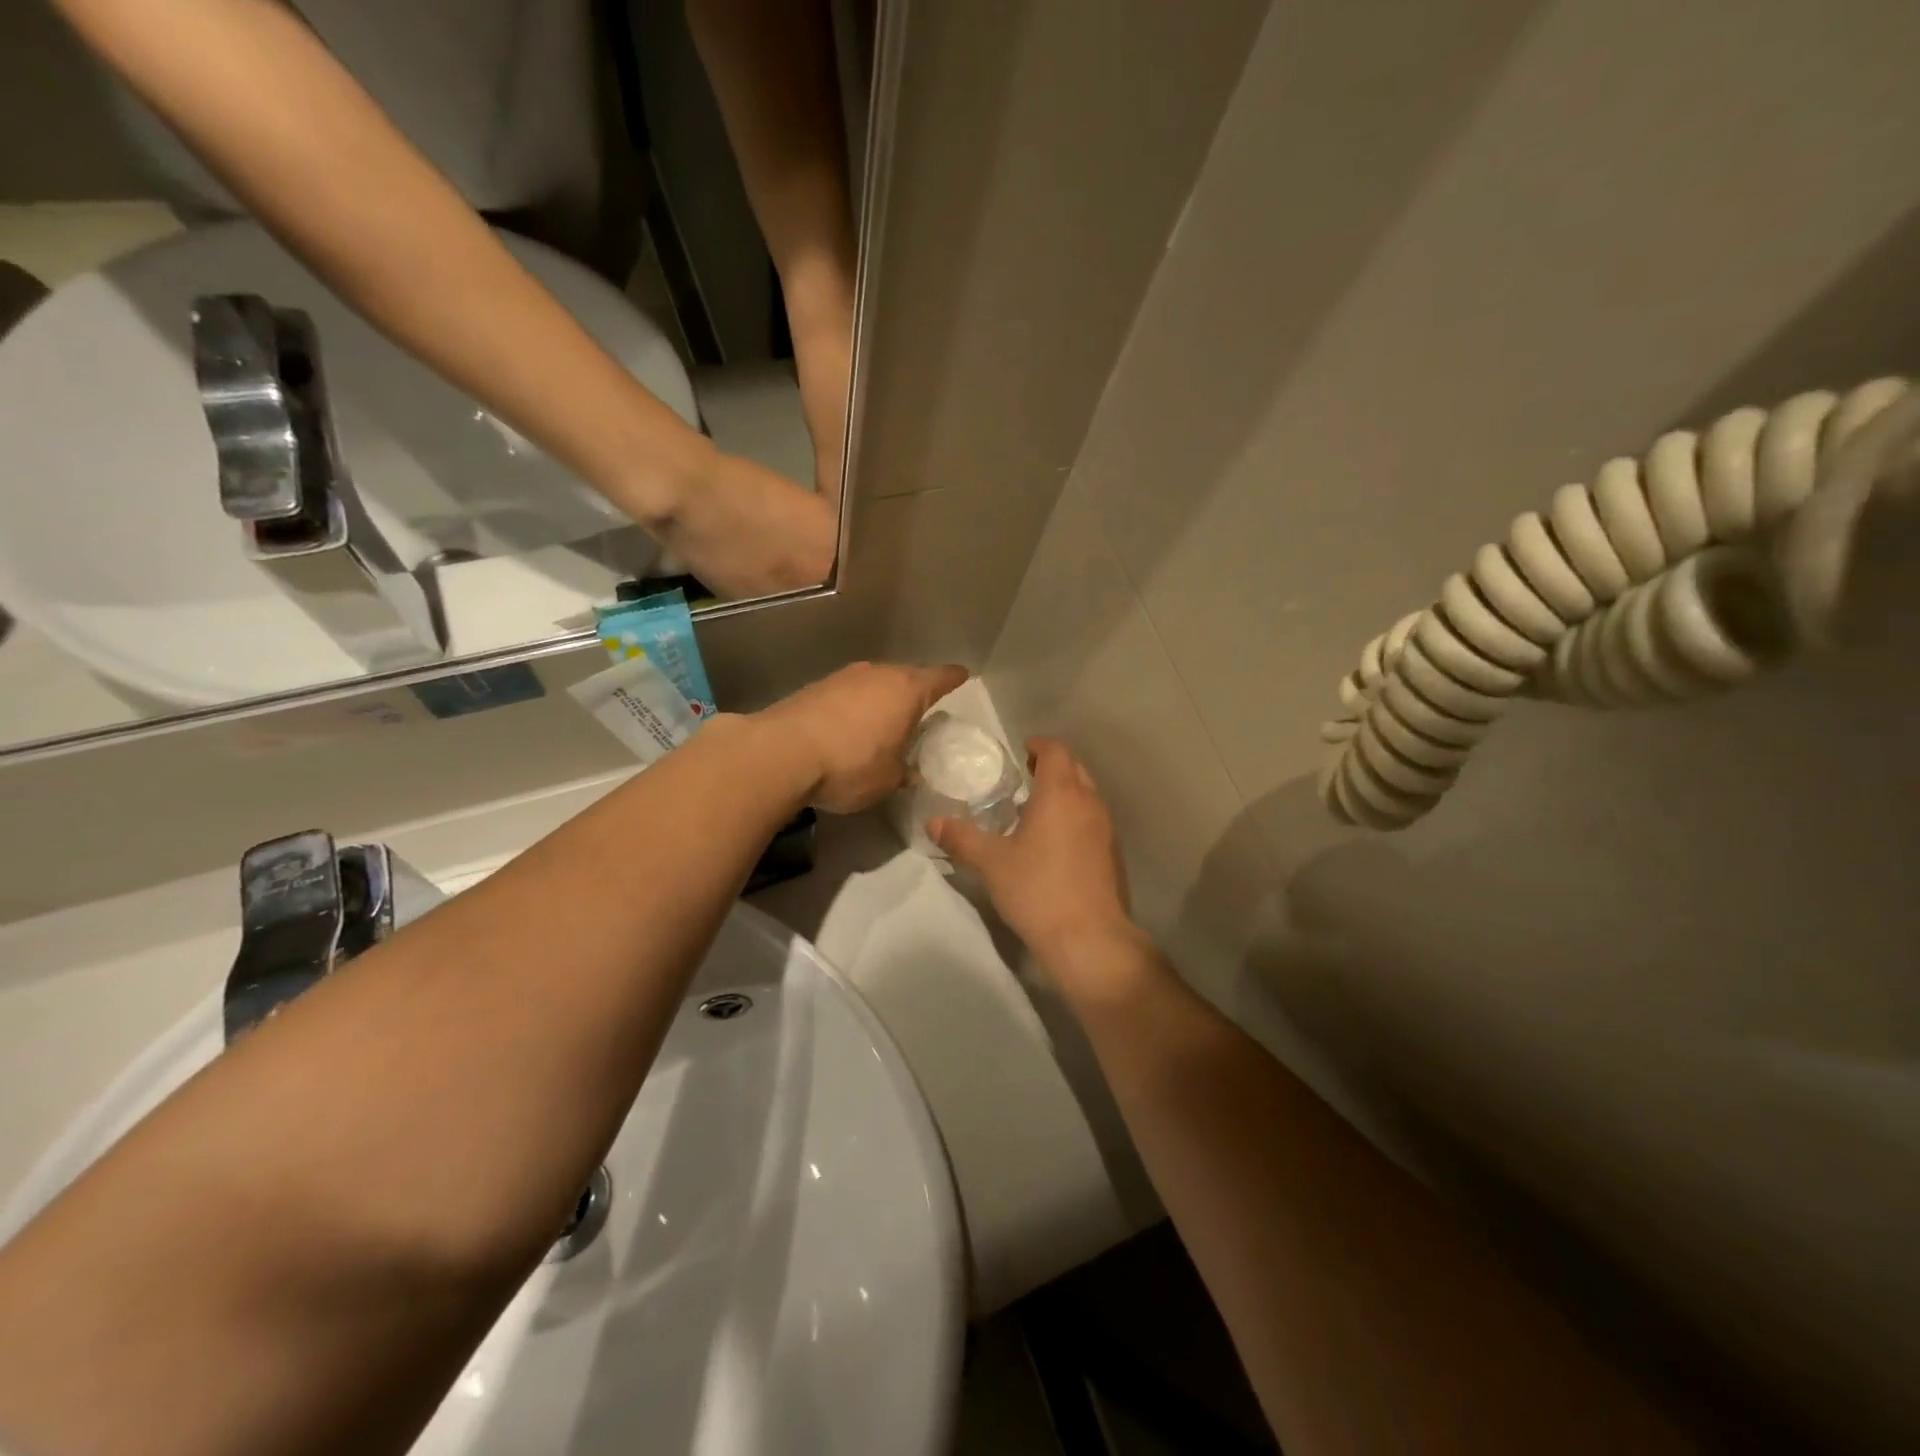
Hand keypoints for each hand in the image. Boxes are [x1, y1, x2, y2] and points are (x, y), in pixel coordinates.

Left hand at [756, 661, 968, 813]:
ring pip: (874, 683)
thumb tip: (911, 773)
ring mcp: (844, 677)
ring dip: (880, 699)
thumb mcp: (888, 780)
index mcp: (907, 690)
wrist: (782, 753)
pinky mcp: (815, 687)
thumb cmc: (850, 764)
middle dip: (914, 692)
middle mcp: (878, 673)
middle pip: (906, 676)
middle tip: (920, 713)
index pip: (941, 678)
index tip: (962, 677)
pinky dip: (854, 707)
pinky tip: (849, 728)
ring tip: (883, 722)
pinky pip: (847, 694)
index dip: (953, 679)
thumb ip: (905, 772)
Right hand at [930, 738, 1145, 984]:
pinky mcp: (1112, 854)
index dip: (1040, 745)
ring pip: (1087, 795)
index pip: (1057, 751)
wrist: (1088, 937)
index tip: (1022, 752)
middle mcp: (1089, 803)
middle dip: (1052, 766)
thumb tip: (933, 822)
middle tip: (1025, 777)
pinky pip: (1092, 820)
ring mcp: (1105, 829)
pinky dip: (1075, 817)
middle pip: (1075, 769)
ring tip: (1036, 809)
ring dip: (1065, 793)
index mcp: (1061, 794)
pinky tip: (1055, 842)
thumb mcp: (991, 863)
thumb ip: (962, 838)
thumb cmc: (1037, 889)